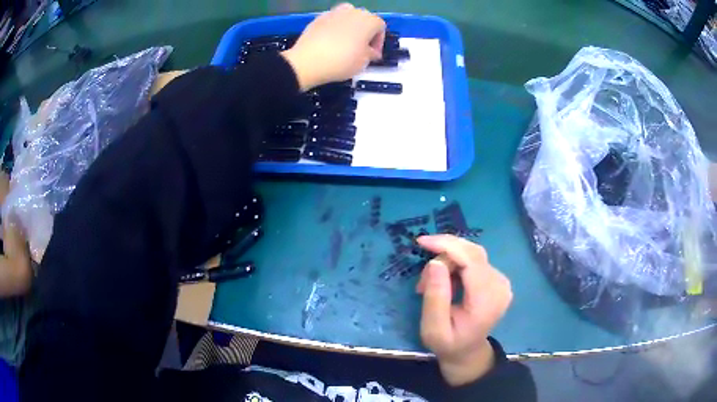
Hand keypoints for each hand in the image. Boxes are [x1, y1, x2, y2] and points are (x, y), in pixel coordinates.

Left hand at [281, 3, 385, 90]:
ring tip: (346, 42)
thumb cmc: (341, 61)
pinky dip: (334, 28)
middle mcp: (353, 11)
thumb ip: (371, 54)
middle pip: (364, 19)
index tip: (373, 54)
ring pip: (348, 17)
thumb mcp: (363, 62)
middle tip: (361, 48)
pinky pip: (332, 21)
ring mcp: (334, 12)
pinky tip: (330, 42)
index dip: (379, 41)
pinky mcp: (318, 17)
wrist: (308, 61)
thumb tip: (371, 51)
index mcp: (369, 20)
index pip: (380, 26)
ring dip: (350, 27)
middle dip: (365, 32)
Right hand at [416, 235, 512, 385]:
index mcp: (487, 300)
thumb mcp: (433, 328)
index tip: (421, 242)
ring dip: (447, 262)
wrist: (467, 352)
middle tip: (422, 281)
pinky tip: (444, 282)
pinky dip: (455, 265)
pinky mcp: (496, 278)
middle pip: (471, 253)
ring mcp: (501, 280)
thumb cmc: (448, 344)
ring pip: (471, 254)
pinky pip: (474, 260)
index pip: (471, 260)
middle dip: (443, 256)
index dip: (447, 246)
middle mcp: (500, 285)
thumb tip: (435, 262)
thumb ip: (435, 297)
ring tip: (429, 286)